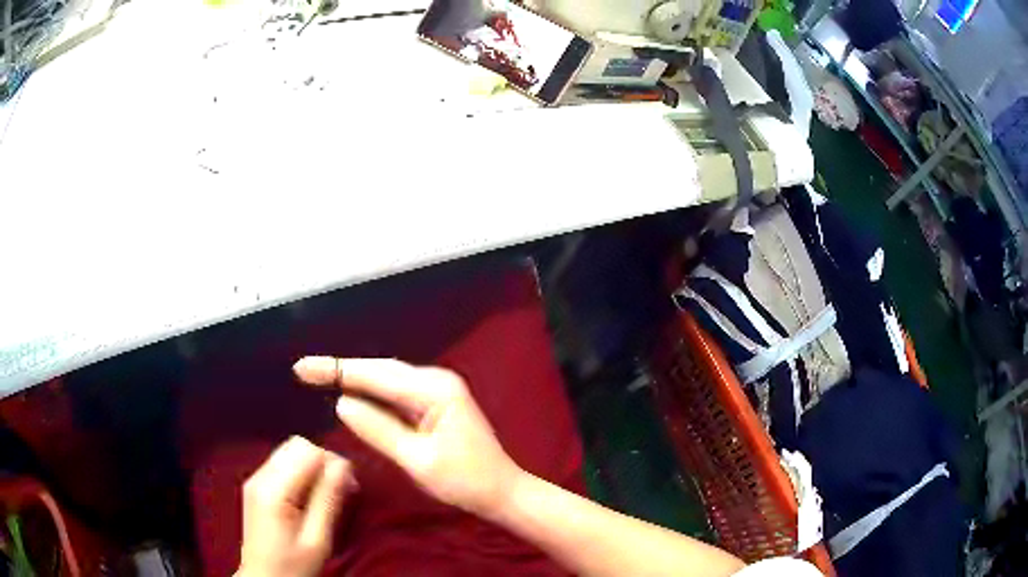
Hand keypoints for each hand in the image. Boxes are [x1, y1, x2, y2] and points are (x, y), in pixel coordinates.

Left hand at [237, 436, 356, 576]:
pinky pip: (281, 463)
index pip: (307, 451)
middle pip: (296, 445)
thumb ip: (328, 500)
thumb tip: (344, 464)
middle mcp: (259, 476)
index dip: (333, 463)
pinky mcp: (255, 486)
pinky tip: (309, 497)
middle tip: (341, 490)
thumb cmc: (293, 566)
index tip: (351, 487)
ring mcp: (254, 479)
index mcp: (273, 490)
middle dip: (323, 461)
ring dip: (312, 466)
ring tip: (327, 495)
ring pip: (288, 451)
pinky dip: (300, 472)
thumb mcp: (317, 540)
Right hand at [293, 357, 523, 519]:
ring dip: (354, 378)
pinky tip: (352, 391)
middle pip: (380, 371)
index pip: (375, 376)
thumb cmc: (465, 482)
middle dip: (340, 370)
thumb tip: (343, 403)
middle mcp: (436, 381)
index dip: (336, 370)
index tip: (303, 368)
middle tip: (304, 371)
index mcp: (434, 390)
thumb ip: (379, 429)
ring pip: (387, 380)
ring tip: (319, 377)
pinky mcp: (436, 403)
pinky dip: (372, 392)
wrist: (503, 492)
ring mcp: (438, 390)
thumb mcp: (417, 460)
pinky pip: (397, 393)